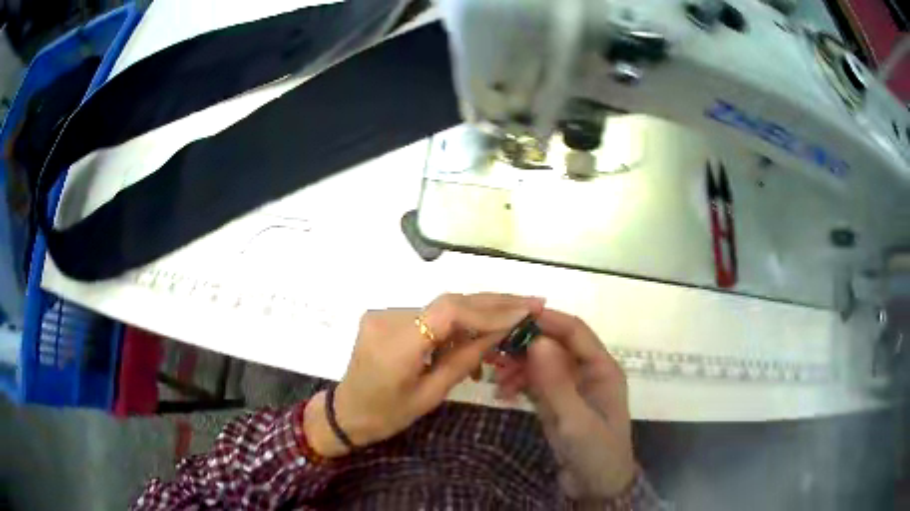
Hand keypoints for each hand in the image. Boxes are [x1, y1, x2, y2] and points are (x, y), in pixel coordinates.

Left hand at [305, 293, 543, 457]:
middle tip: (530, 303)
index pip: (449, 312)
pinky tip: (474, 338)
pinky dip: (455, 324)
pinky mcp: (387, 316)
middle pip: (448, 302)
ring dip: (477, 315)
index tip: (524, 311)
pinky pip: (429, 316)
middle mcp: (388, 318)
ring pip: (442, 309)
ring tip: (510, 324)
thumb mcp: (430, 395)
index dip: (490, 309)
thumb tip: (500, 332)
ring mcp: (385, 313)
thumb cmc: (386, 415)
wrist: (346, 412)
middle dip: (493, 303)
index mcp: (396, 344)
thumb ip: (464, 360)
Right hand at [492, 309, 636, 499]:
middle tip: (493, 348)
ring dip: (518, 365)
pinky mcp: (557, 402)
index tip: (512, 316)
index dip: (547, 320)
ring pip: (542, 363)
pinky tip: (502, 393)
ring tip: (494, 376)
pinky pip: (535, 383)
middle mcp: (587, 371)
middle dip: (525, 344)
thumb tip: (536, 340)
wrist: (596, 487)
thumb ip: (557, 383)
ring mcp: (571, 387)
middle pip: (555, 344)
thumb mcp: (576, 420)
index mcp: (602, 368)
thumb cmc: (596, 452)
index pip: (575, 331)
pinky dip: (519, 384)